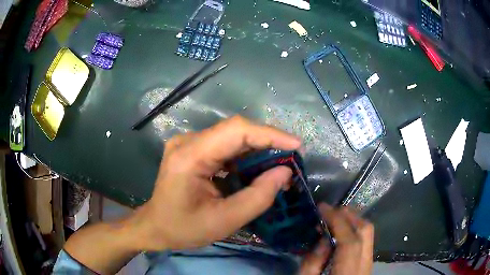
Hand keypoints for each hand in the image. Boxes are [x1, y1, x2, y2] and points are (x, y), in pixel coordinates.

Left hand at [134, 115, 300, 250]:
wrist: (155, 226)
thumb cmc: (183, 228)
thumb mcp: (224, 221)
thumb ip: (258, 197)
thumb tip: (284, 172)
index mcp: (190, 156)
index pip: (236, 131)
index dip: (270, 135)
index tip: (297, 146)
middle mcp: (188, 141)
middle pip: (236, 131)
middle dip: (268, 143)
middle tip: (293, 160)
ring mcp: (189, 143)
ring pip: (233, 138)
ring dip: (259, 150)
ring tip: (280, 167)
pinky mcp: (193, 149)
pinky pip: (225, 147)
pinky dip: (246, 157)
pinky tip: (258, 170)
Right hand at [300, 204, 373, 274]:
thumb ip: (313, 262)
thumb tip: (324, 237)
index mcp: (348, 274)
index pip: (350, 241)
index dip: (337, 220)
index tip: (322, 207)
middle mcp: (365, 266)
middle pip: (366, 232)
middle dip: (349, 216)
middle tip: (329, 211)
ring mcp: (369, 265)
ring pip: (368, 235)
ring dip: (352, 222)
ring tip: (334, 220)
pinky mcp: (367, 266)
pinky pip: (365, 242)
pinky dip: (354, 233)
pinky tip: (341, 235)